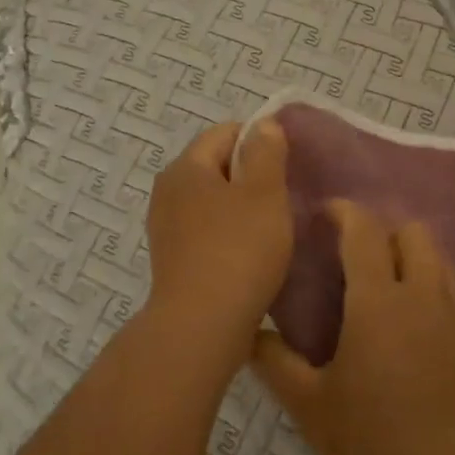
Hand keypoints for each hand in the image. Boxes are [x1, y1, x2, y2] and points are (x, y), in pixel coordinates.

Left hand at [144, 120, 292, 376]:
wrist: (201, 328)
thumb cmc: (238, 251)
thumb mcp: (264, 193)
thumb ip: (266, 152)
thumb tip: (264, 125)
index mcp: (186, 167)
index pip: (226, 133)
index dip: (260, 141)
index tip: (288, 164)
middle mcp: (168, 191)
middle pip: (217, 166)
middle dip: (251, 176)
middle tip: (285, 196)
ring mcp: (167, 228)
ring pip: (213, 201)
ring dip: (242, 208)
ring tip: (273, 228)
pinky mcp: (173, 260)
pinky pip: (206, 232)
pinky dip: (229, 235)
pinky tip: (252, 255)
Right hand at [251, 201, 454, 454]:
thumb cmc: (378, 449)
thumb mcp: (311, 411)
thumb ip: (276, 363)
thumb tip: (248, 333)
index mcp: (380, 300)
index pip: (365, 229)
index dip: (343, 212)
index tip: (322, 215)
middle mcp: (426, 296)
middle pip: (412, 232)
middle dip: (382, 232)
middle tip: (351, 260)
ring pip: (439, 261)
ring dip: (410, 259)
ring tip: (380, 294)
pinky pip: (453, 297)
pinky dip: (430, 294)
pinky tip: (410, 338)